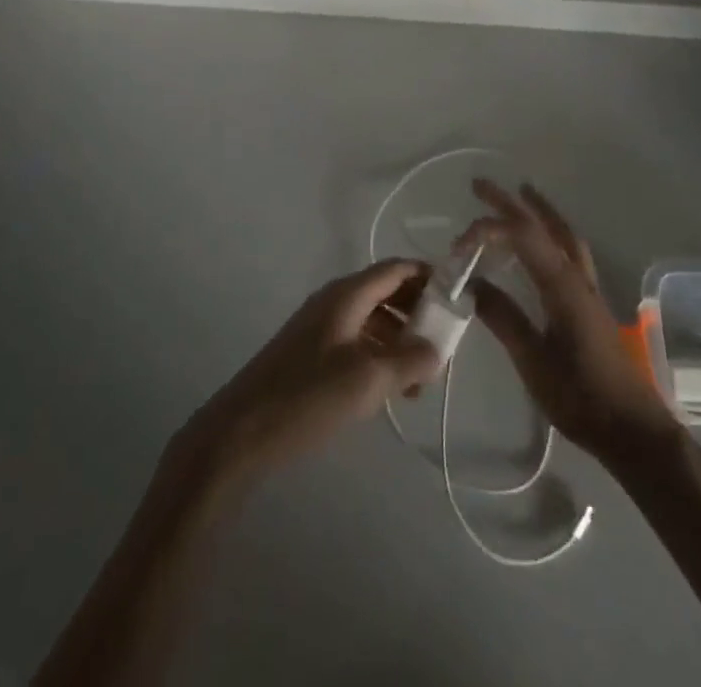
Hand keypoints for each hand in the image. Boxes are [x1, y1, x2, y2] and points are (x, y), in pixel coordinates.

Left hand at [173, 260, 441, 490]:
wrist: (241, 431)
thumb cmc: (308, 396)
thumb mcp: (368, 379)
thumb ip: (409, 359)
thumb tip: (439, 349)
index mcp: (347, 294)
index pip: (397, 268)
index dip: (429, 277)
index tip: (459, 300)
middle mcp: (335, 301)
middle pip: (387, 292)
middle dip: (419, 315)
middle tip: (444, 349)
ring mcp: (322, 326)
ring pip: (374, 320)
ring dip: (401, 341)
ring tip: (422, 381)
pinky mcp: (313, 353)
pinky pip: (358, 342)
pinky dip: (380, 357)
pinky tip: (392, 390)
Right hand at [459, 180, 676, 459]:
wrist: (634, 431)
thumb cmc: (581, 398)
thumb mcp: (533, 362)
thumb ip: (503, 318)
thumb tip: (471, 283)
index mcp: (562, 286)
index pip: (522, 236)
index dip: (488, 228)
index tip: (458, 246)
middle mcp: (577, 277)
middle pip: (543, 226)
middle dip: (511, 202)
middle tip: (480, 185)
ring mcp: (588, 289)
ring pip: (563, 235)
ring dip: (539, 212)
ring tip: (520, 195)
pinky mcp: (591, 304)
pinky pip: (569, 252)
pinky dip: (551, 234)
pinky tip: (542, 245)